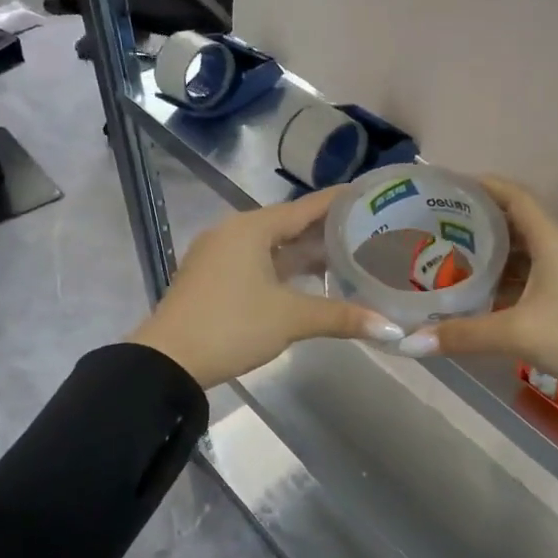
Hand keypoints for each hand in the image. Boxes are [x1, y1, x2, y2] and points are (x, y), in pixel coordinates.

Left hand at [127, 189, 404, 386]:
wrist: (166, 361)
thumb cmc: (231, 326)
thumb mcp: (290, 319)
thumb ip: (341, 317)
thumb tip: (391, 328)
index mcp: (252, 228)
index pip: (306, 206)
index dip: (340, 201)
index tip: (370, 196)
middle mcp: (234, 231)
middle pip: (289, 224)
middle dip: (326, 230)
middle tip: (369, 231)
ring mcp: (219, 254)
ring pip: (272, 245)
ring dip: (305, 252)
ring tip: (346, 256)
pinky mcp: (212, 276)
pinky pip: (257, 260)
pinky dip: (284, 266)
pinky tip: (307, 281)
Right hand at [399, 177, 557, 447]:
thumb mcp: (518, 333)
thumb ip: (463, 335)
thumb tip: (408, 343)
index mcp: (550, 240)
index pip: (513, 195)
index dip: (480, 185)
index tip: (444, 187)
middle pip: (512, 223)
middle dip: (475, 223)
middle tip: (433, 229)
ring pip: (520, 255)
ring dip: (488, 257)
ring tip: (446, 261)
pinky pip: (526, 280)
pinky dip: (501, 284)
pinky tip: (476, 298)